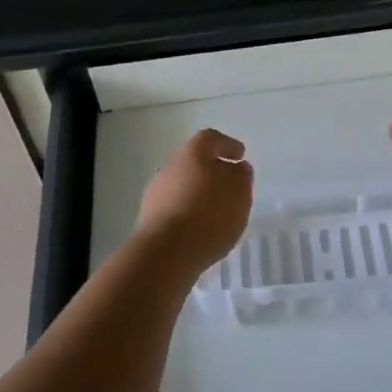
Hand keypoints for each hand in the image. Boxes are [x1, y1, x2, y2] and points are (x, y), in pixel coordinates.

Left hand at [135, 129, 253, 270]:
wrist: (165, 252)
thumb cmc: (209, 214)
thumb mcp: (239, 192)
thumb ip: (241, 176)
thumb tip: (237, 168)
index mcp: (192, 153)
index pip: (211, 139)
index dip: (227, 145)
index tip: (240, 155)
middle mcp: (170, 167)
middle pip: (194, 162)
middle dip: (212, 171)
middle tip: (229, 186)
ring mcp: (156, 193)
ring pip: (182, 186)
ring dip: (198, 195)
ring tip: (217, 213)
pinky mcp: (149, 219)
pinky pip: (174, 209)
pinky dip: (188, 214)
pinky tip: (200, 229)